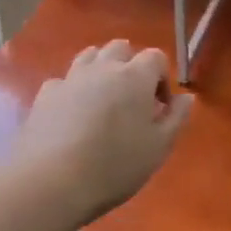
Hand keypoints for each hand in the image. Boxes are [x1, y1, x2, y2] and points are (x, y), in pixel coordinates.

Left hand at [14, 40, 192, 220]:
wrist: (50, 182)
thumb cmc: (114, 166)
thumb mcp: (158, 148)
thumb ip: (176, 118)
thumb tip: (186, 98)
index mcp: (134, 76)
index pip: (155, 57)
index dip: (162, 78)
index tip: (160, 108)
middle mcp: (103, 68)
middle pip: (120, 48)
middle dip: (131, 66)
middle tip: (132, 99)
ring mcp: (70, 78)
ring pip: (90, 56)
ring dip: (101, 70)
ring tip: (104, 101)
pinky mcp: (45, 95)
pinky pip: (64, 81)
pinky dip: (73, 90)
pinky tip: (72, 115)